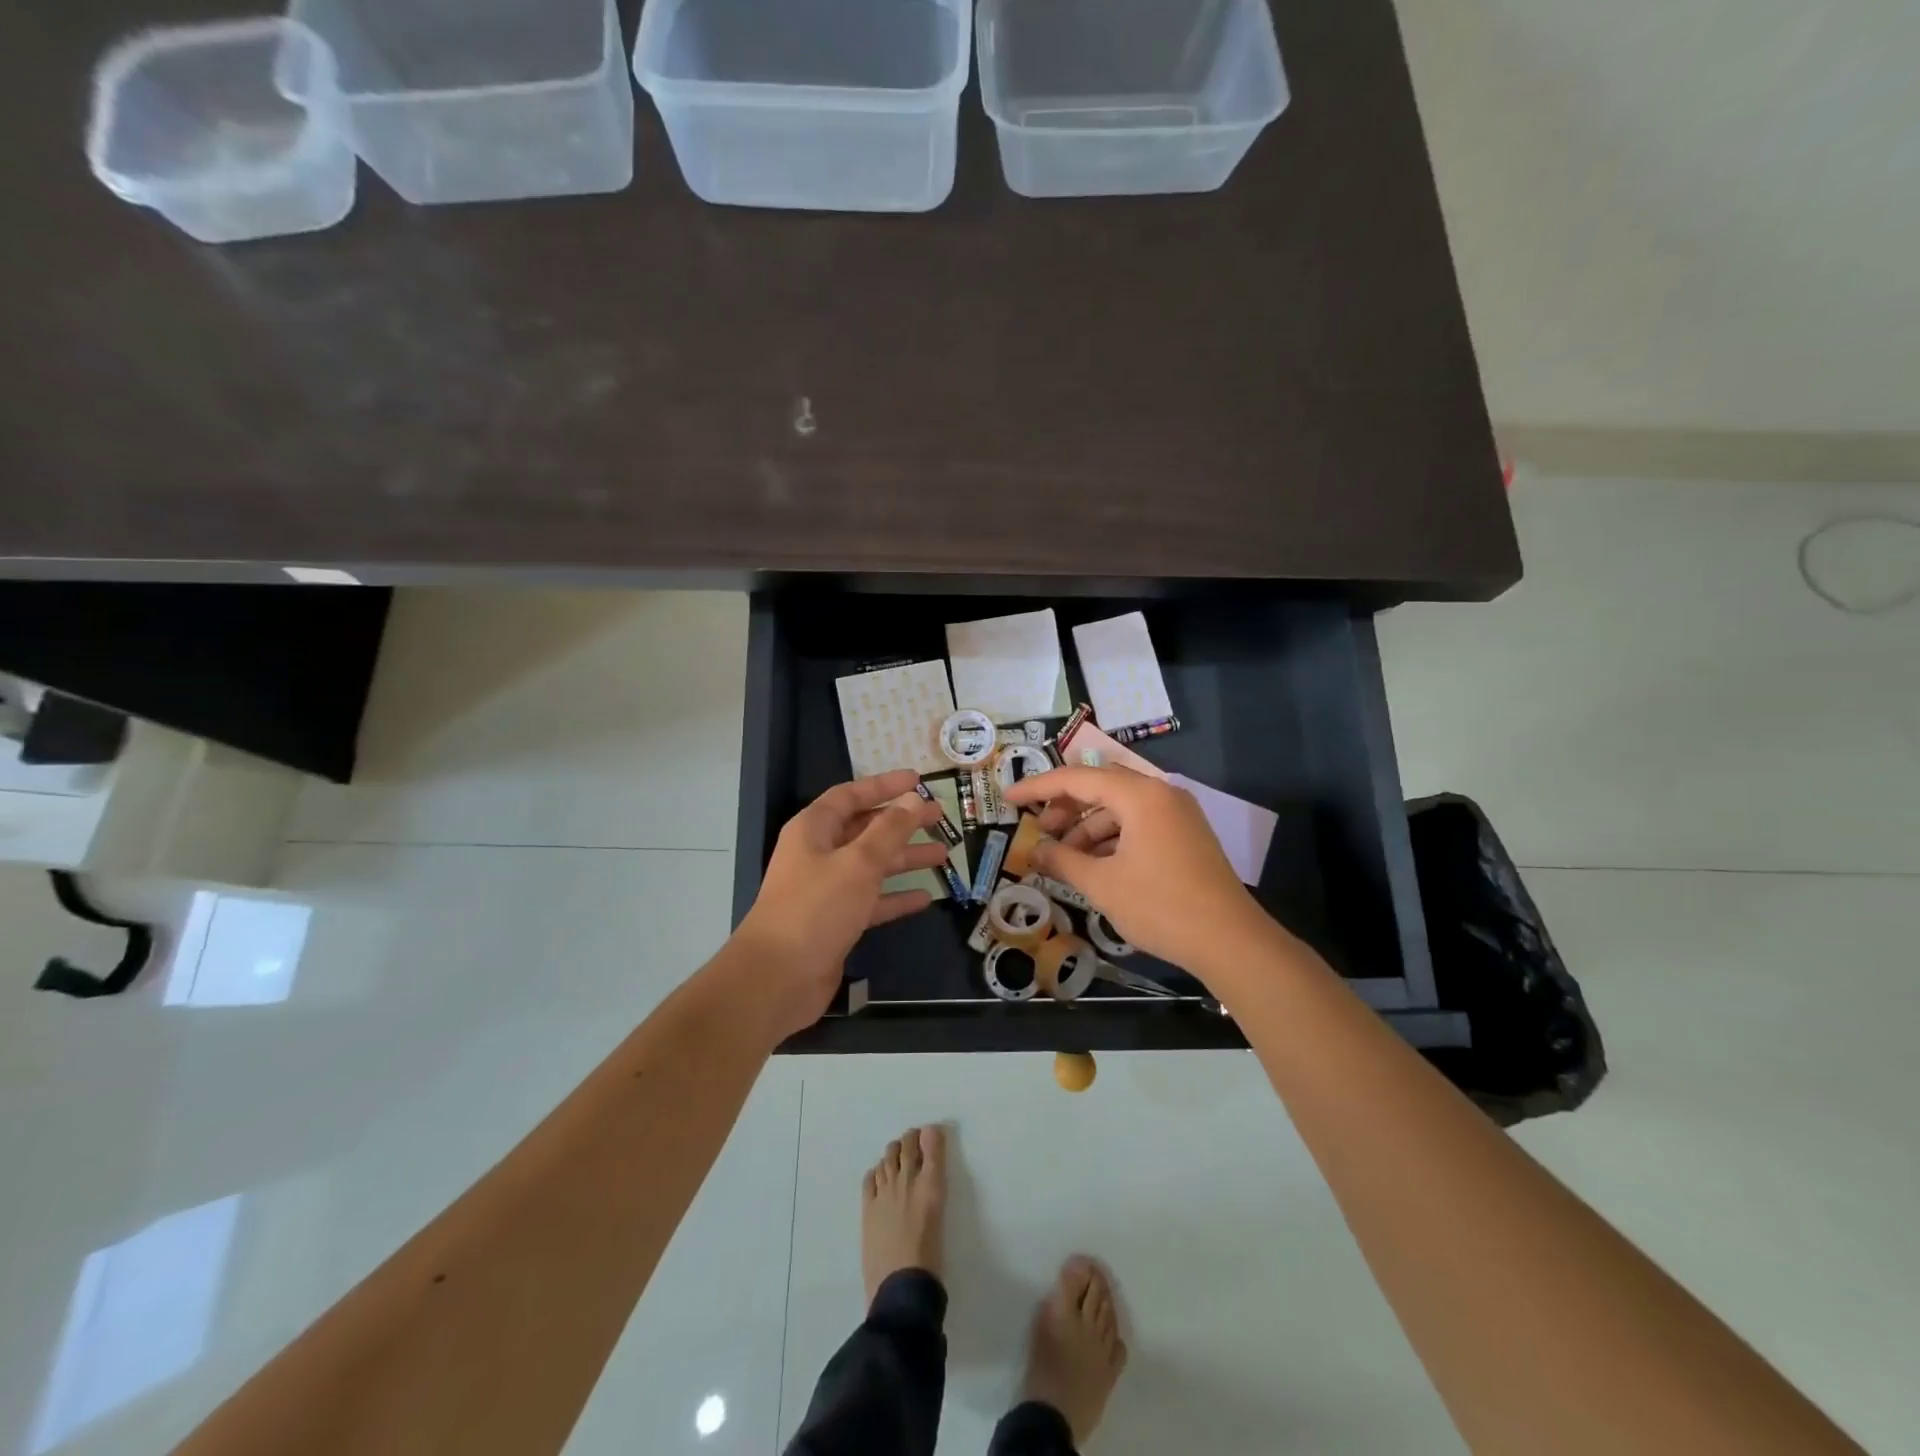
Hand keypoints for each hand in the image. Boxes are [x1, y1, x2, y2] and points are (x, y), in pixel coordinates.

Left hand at [736, 770, 950, 1036]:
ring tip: (942, 854)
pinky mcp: (835, 922)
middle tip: (939, 817)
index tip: (918, 781)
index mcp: (813, 830)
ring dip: (904, 858)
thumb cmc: (816, 908)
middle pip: (864, 829)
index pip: (851, 796)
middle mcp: (818, 854)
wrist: (778, 977)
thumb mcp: (858, 863)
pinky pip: (871, 901)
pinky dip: (895, 897)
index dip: (884, 786)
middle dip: (901, 822)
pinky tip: (925, 898)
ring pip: (871, 865)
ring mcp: (826, 890)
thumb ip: (889, 830)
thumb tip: (913, 800)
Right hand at [1002, 764, 1278, 981]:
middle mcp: (1161, 793)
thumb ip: (1062, 862)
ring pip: (1120, 808)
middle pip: (1100, 786)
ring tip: (1065, 860)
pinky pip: (1139, 824)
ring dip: (1088, 828)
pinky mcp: (1186, 835)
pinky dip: (1112, 839)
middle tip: (1041, 833)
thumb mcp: (1102, 885)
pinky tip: (1095, 866)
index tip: (1009, 798)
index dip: (1038, 787)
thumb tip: (1034, 851)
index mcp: (1140, 795)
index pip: (1077, 778)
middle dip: (1065, 807)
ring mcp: (1177, 814)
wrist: (1231, 942)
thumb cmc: (1161, 906)